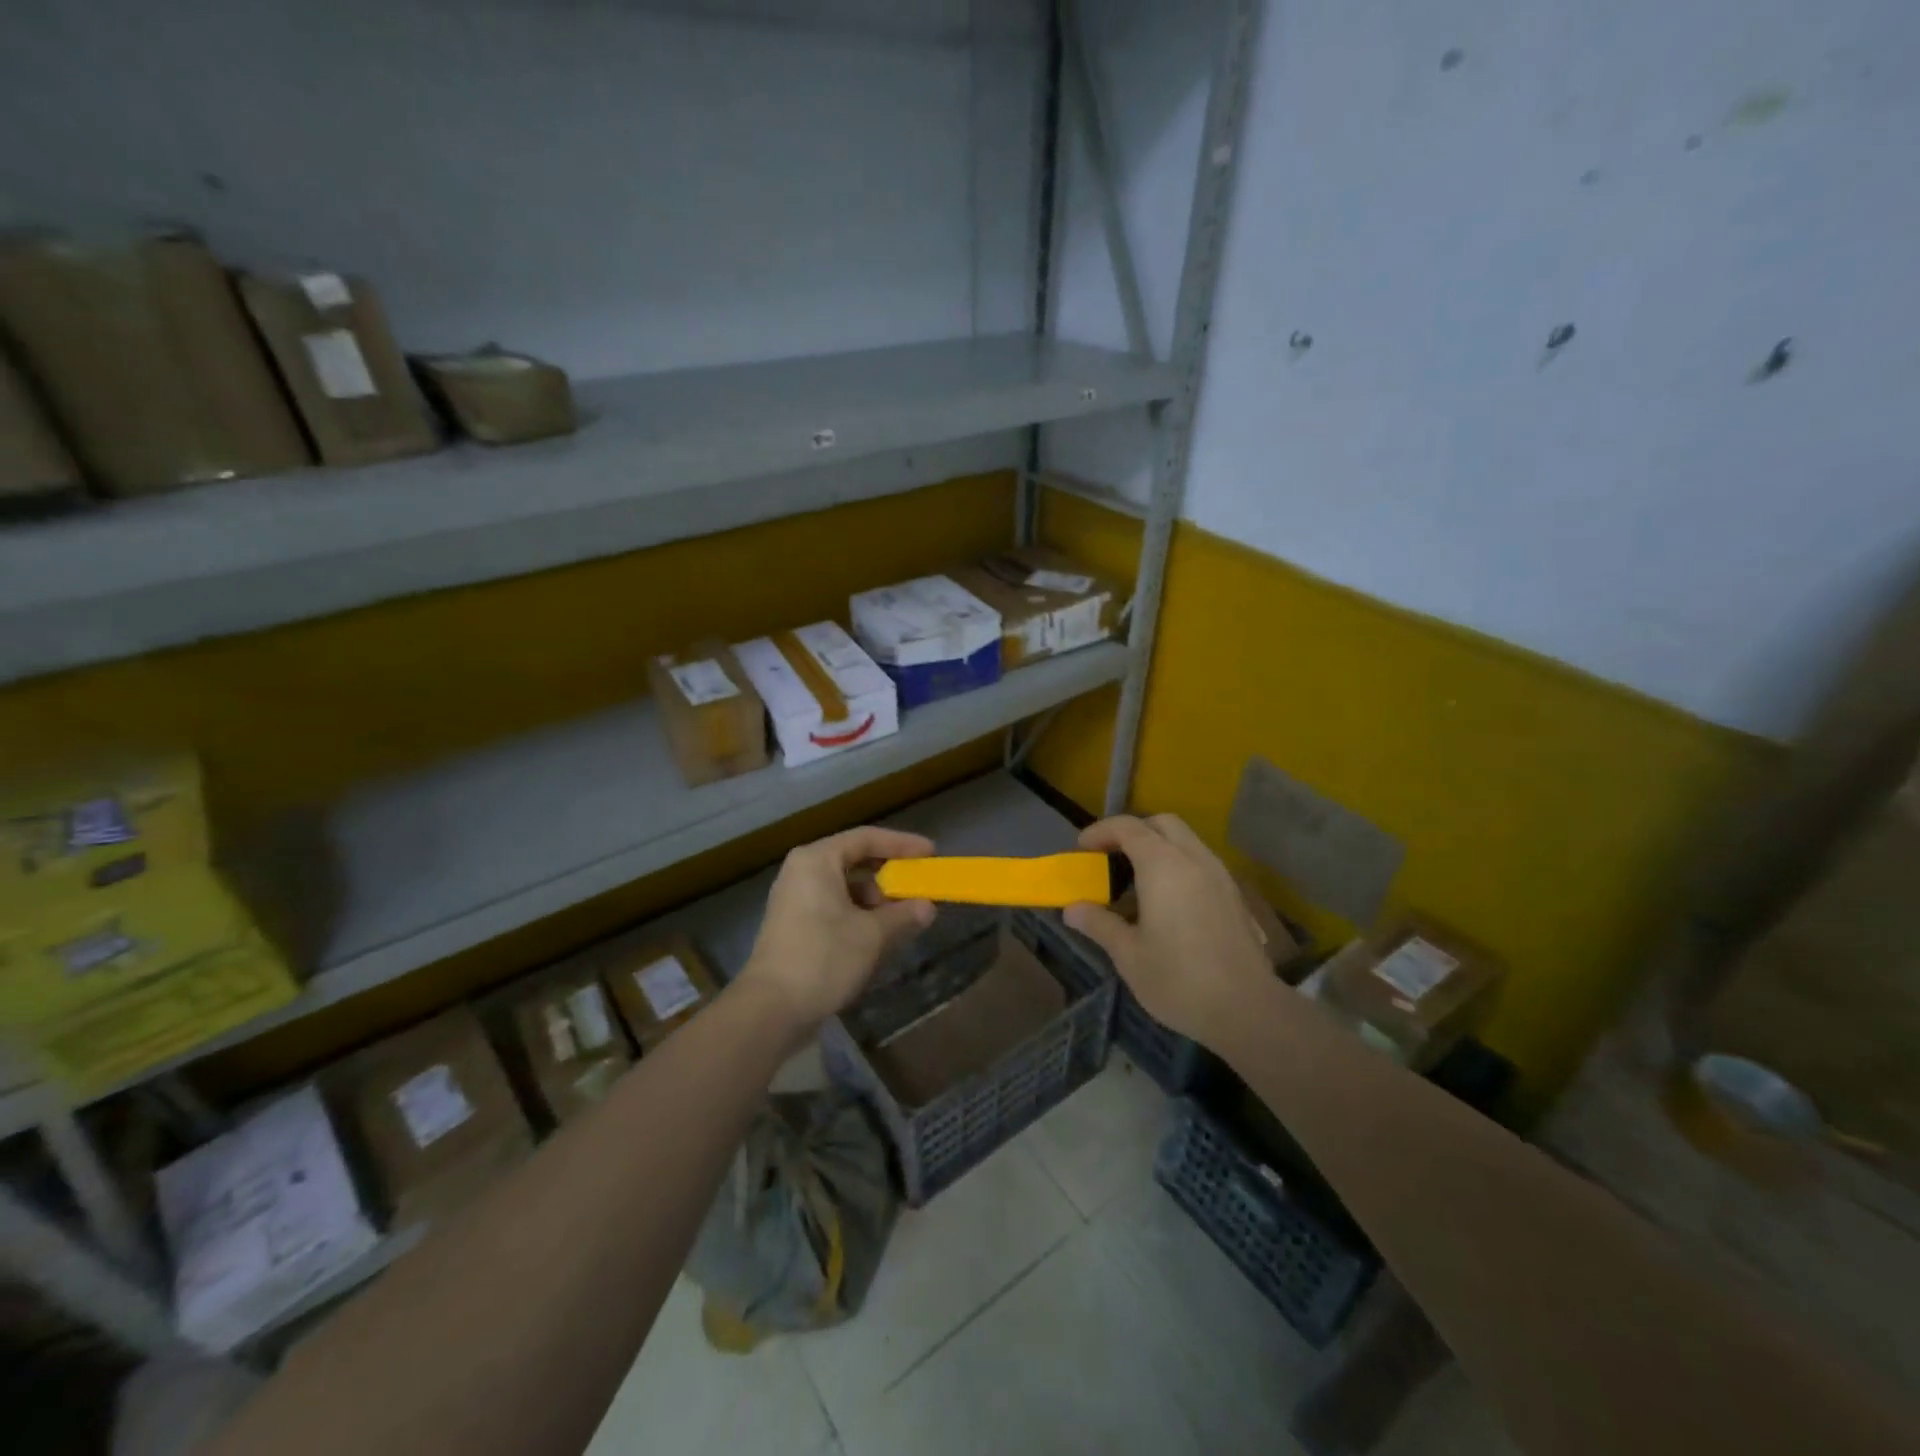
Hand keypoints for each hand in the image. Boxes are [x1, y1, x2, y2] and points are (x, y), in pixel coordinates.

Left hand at [739, 826, 936, 1028]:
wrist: (770, 1009)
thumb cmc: (823, 958)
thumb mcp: (872, 935)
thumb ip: (903, 915)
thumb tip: (928, 907)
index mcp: (817, 860)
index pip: (866, 838)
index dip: (902, 844)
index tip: (930, 853)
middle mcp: (802, 871)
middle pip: (854, 859)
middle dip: (889, 874)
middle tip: (917, 886)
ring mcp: (794, 898)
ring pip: (844, 885)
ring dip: (875, 898)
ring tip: (902, 916)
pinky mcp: (794, 924)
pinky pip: (833, 905)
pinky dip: (858, 913)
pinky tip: (878, 934)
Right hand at [1063, 814, 1272, 1048]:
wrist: (1248, 1009)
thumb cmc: (1179, 979)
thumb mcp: (1129, 955)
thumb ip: (1099, 924)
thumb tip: (1072, 909)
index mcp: (1163, 866)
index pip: (1128, 828)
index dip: (1100, 832)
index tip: (1081, 850)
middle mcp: (1194, 859)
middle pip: (1161, 824)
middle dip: (1132, 832)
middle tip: (1110, 859)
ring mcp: (1219, 875)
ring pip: (1185, 841)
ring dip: (1157, 848)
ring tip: (1135, 882)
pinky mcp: (1233, 895)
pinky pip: (1200, 862)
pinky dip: (1177, 865)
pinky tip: (1167, 903)